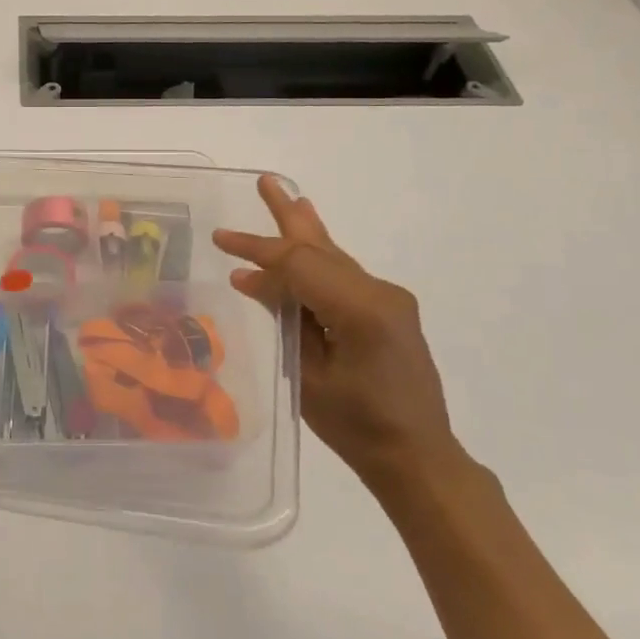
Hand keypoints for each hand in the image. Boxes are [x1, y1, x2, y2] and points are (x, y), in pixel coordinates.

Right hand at [213, 175, 457, 488]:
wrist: (419, 458)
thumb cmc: (358, 426)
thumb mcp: (307, 375)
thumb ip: (283, 318)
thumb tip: (250, 278)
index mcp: (361, 310)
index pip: (298, 263)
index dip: (256, 249)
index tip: (220, 238)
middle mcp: (380, 293)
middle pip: (321, 247)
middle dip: (288, 216)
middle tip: (266, 181)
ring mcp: (389, 300)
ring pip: (334, 257)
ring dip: (305, 231)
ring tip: (287, 199)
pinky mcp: (389, 311)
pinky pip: (343, 275)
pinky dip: (316, 259)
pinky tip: (307, 244)